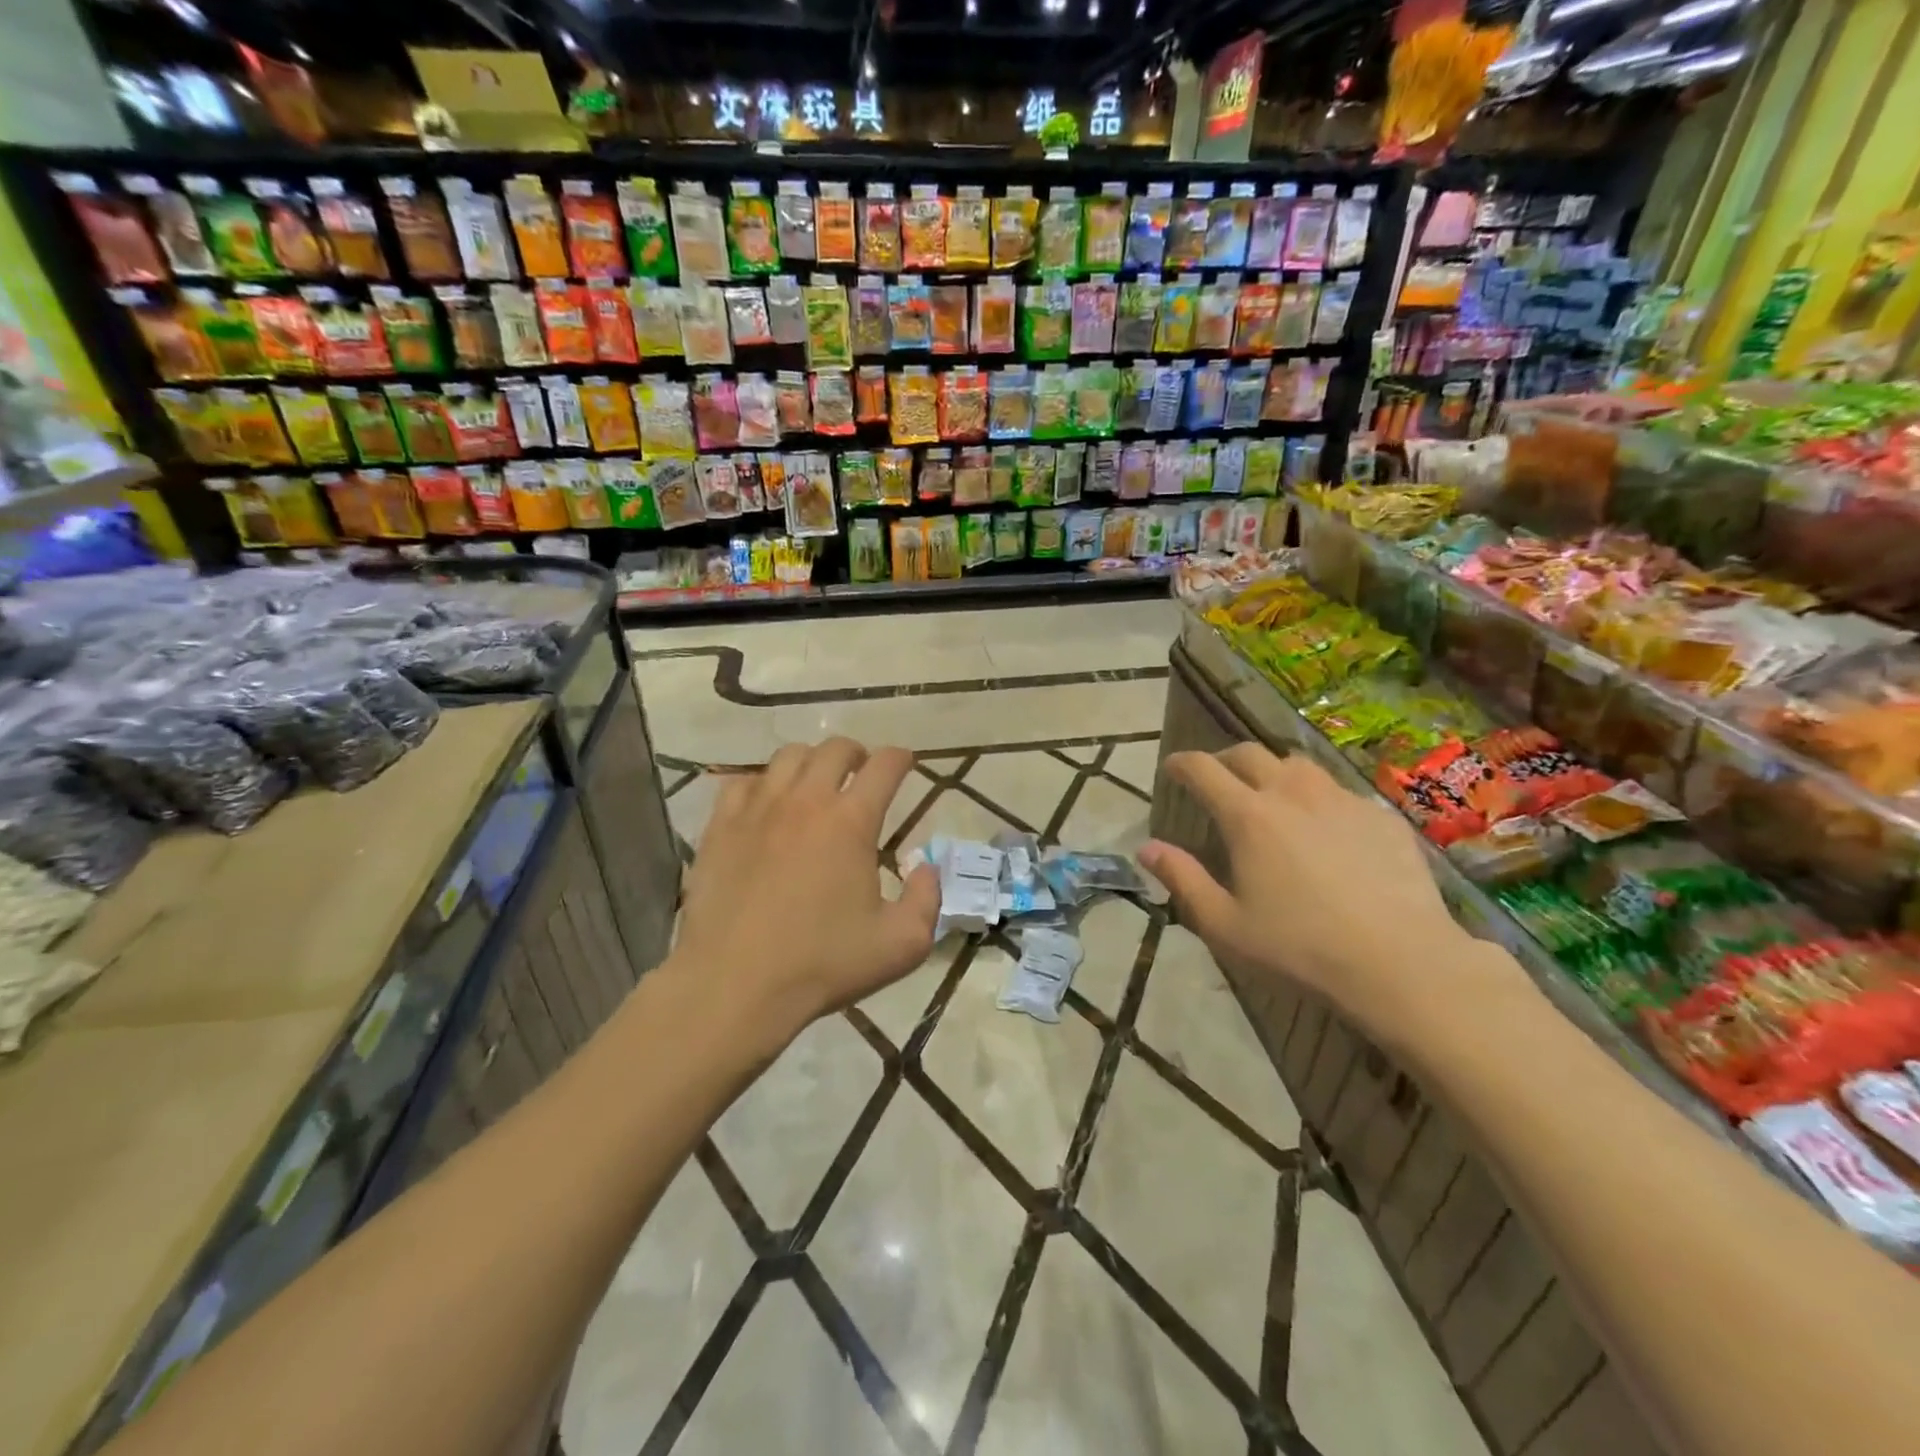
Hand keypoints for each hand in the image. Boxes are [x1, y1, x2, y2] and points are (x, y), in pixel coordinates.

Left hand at [670, 738, 939, 1036]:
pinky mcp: (720, 827)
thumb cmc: (823, 965)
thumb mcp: (902, 944)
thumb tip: (924, 865)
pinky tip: (766, 804)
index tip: (906, 763)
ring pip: (788, 757)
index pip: (884, 766)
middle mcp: (805, 801)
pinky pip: (742, 782)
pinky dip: (762, 783)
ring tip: (816, 783)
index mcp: (852, 821)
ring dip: (811, 762)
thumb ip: (927, 898)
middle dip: (857, 753)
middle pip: (835, 749)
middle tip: (862, 772)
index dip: (901, 758)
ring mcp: (757, 810)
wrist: (734, 985)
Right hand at [1138, 745, 1525, 1049]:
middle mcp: (1292, 793)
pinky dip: (1318, 798)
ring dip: (1273, 771)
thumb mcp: (1225, 924)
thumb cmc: (1299, 948)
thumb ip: (1182, 879)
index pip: (1203, 769)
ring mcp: (1341, 800)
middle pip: (1249, 753)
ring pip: (1297, 765)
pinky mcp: (1380, 816)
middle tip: (1216, 778)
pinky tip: (1325, 829)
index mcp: (1248, 816)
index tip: (1171, 768)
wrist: (1401, 963)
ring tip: (1270, 795)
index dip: (1181, 764)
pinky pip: (1339, 791)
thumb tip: (1146, 848)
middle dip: (1223, 759)